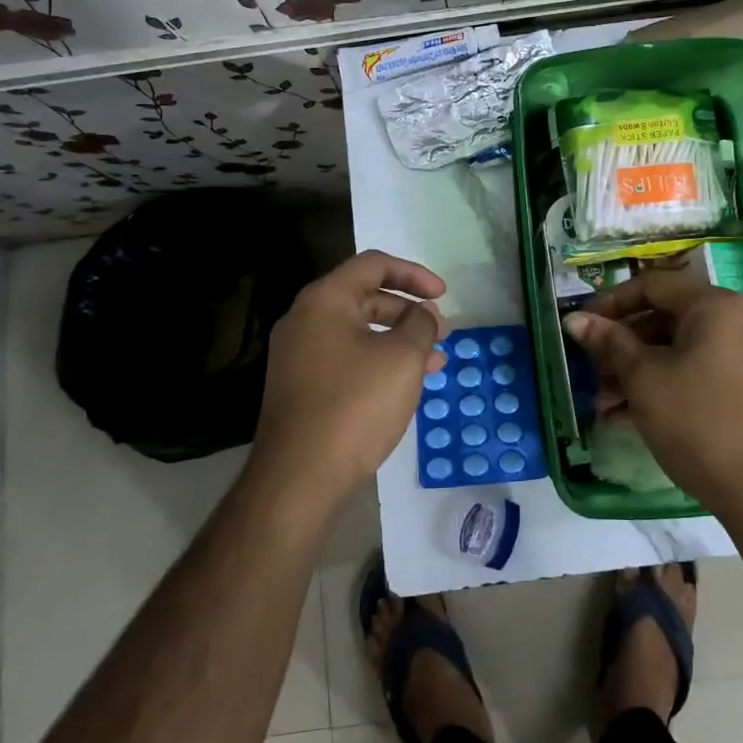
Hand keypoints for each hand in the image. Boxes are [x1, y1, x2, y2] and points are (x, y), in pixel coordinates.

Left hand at [248, 250, 447, 517]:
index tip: (443, 294)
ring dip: (398, 340)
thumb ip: (421, 325)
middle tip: (440, 332)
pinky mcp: (301, 387)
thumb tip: (423, 315)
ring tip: (434, 362)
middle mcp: (305, 320)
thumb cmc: (355, 405)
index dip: (414, 274)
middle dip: (408, 311)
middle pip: (364, 297)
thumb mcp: (403, 358)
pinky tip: (404, 385)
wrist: (299, 478)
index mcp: (324, 301)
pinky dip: (378, 362)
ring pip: (358, 332)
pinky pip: (346, 359)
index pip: (373, 265)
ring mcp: (298, 356)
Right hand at [563, 271, 742, 517]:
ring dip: (636, 372)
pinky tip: (628, 418)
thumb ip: (608, 343)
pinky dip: (662, 387)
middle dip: (621, 346)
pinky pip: (695, 374)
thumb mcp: (644, 379)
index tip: (581, 327)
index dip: (610, 303)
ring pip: (677, 350)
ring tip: (604, 406)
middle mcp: (735, 322)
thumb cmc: (698, 422)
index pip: (652, 285)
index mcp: (714, 306)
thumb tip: (574, 318)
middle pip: (664, 318)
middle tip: (591, 373)